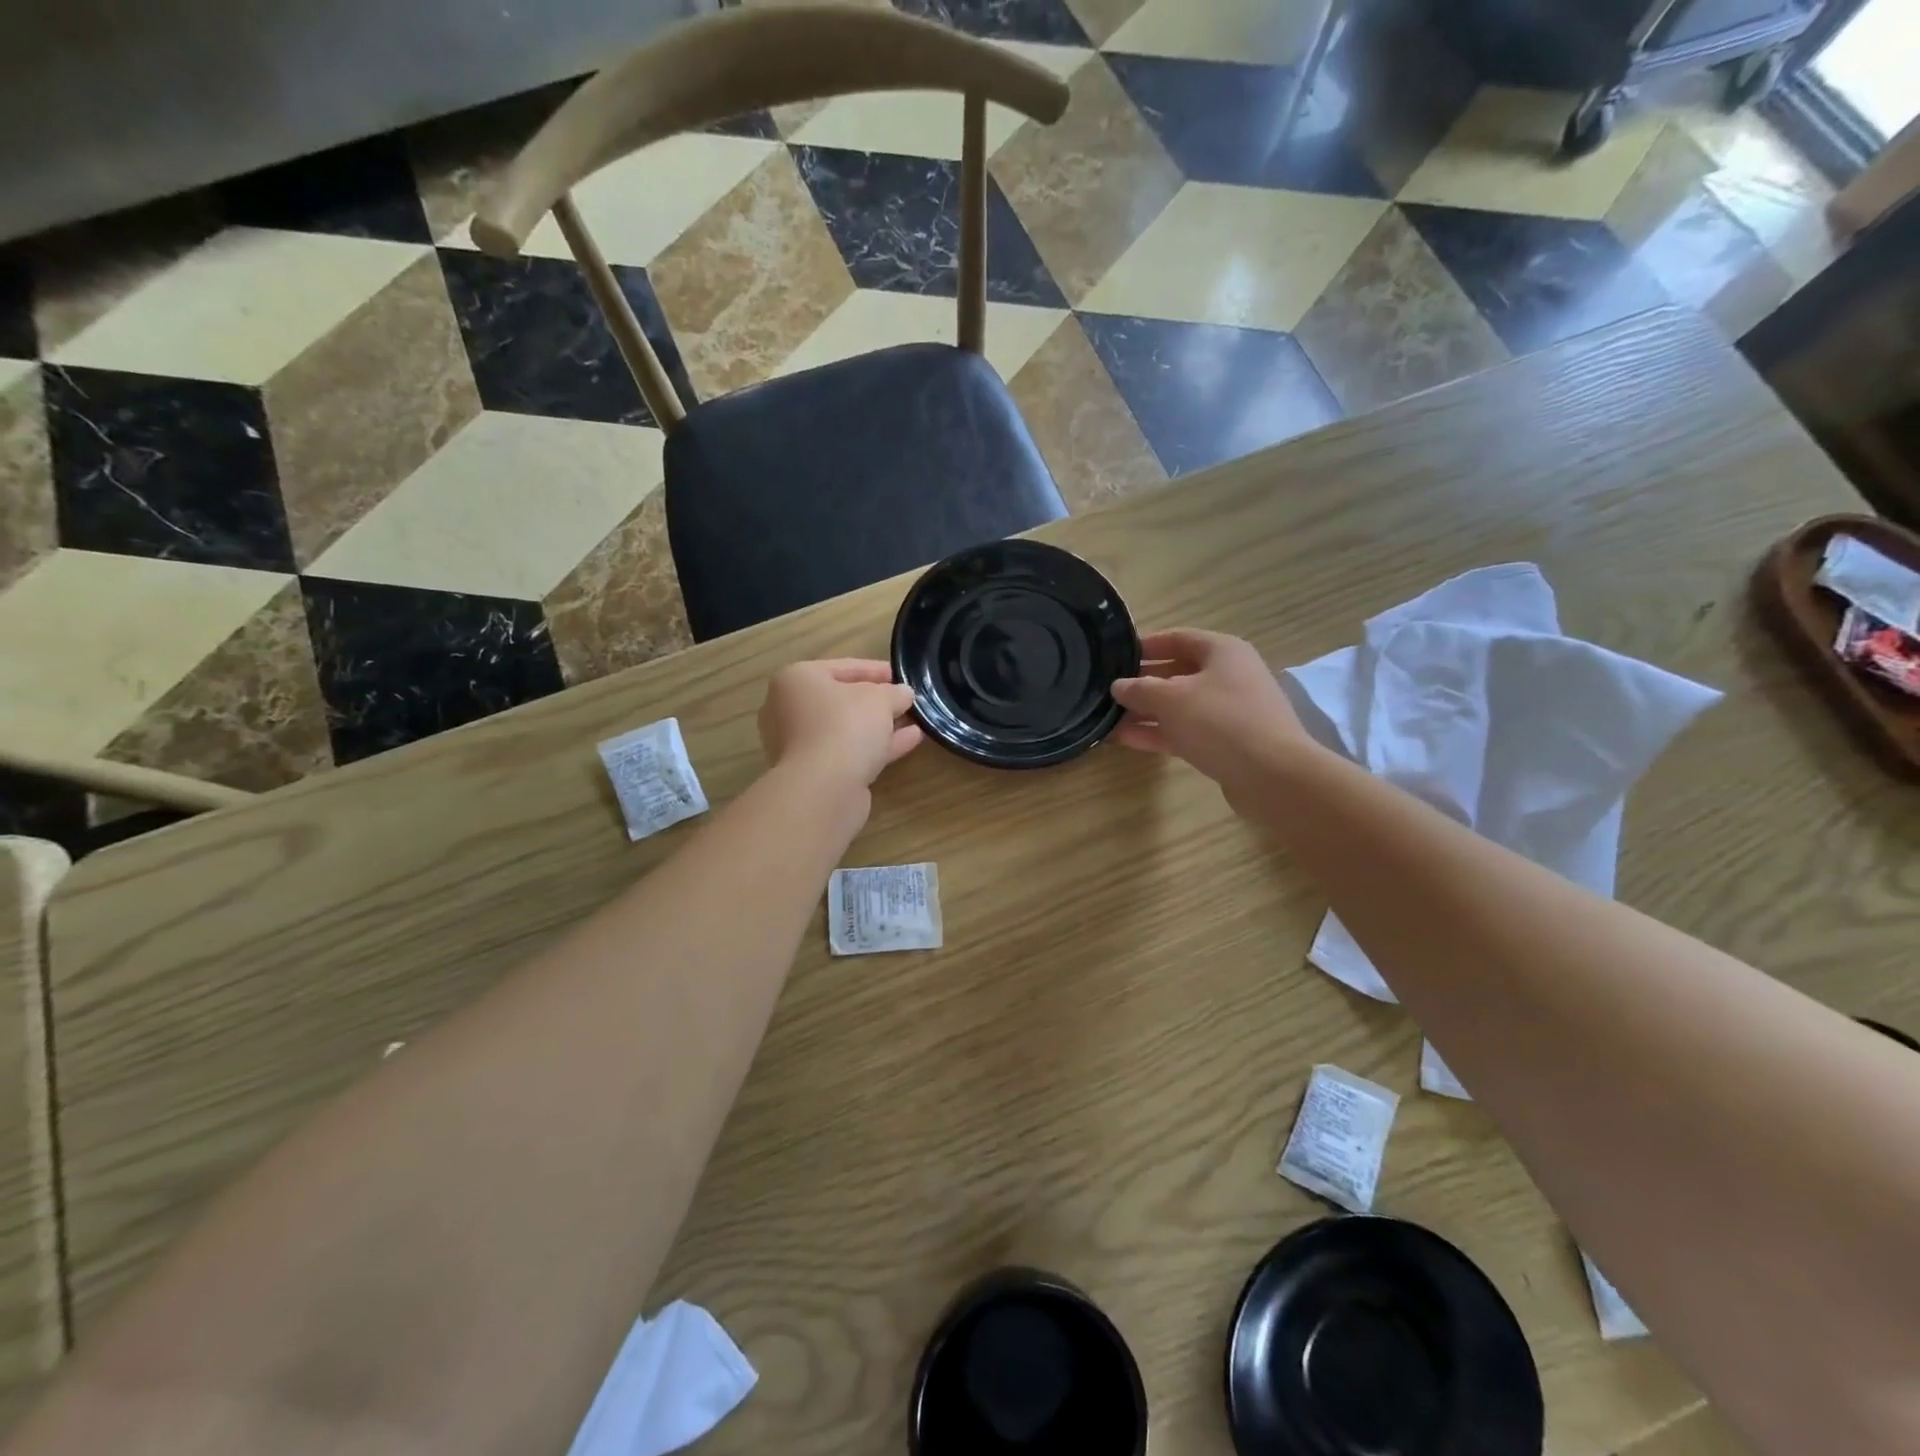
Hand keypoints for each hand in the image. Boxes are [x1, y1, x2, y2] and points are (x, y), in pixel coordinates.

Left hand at [759, 660, 922, 793]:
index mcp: (796, 680)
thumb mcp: (880, 698)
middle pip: (842, 700)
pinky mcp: (815, 773)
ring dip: (881, 725)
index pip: (842, 667)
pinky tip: (911, 740)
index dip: (875, 669)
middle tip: (906, 700)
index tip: (901, 675)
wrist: (824, 788)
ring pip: (848, 729)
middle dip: (878, 701)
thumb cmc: (845, 725)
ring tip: (915, 721)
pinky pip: (851, 751)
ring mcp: (800, 744)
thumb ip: (894, 692)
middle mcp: (790, 710)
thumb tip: (903, 694)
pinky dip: (877, 745)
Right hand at [1110, 630, 1308, 807]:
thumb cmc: (1220, 721)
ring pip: (1179, 706)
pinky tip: (1124, 739)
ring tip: (1106, 718)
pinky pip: (1185, 731)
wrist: (1272, 775)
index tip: (1115, 655)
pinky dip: (1157, 733)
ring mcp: (1228, 712)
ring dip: (1145, 712)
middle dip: (1142, 683)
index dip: (1145, 645)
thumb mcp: (1171, 699)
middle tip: (1107, 690)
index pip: (1178, 638)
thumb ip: (1140, 689)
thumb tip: (1118, 686)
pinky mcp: (1226, 743)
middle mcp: (1228, 676)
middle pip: (1177, 673)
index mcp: (1222, 651)